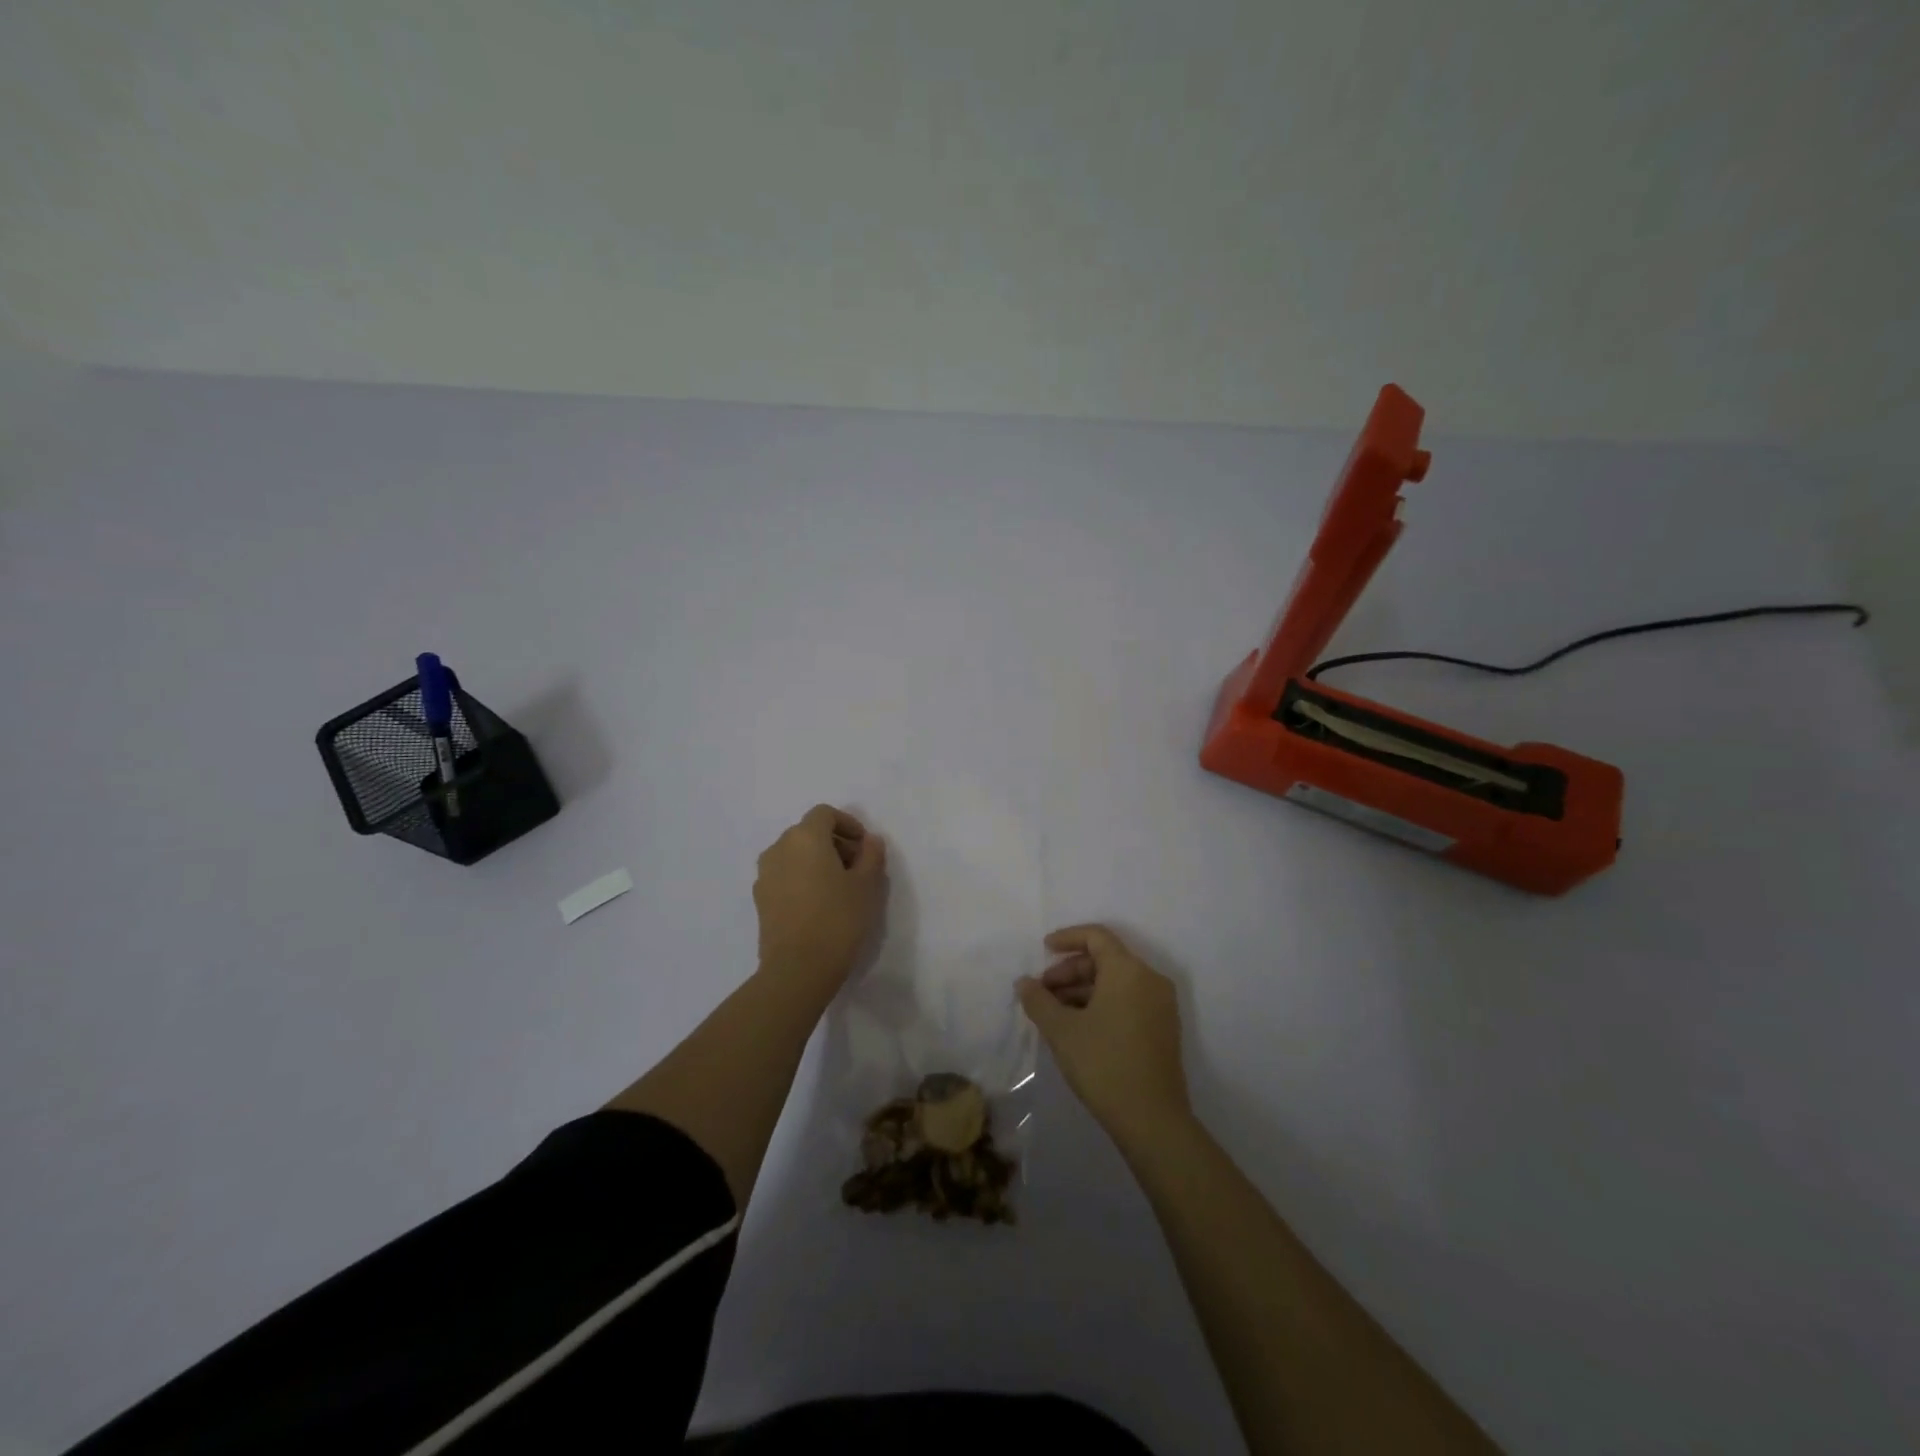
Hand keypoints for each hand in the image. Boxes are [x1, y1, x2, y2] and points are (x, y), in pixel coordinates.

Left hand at [753, 805, 886, 984]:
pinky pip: (784, 875)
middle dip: (834, 843)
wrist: (798, 968)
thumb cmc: (838, 919)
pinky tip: (818, 905)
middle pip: (808, 832)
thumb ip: (871, 855)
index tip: (865, 847)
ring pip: (794, 854)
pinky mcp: (759, 899)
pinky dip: (801, 878)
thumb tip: (869, 841)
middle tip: (857, 868)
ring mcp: (765, 874)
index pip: (825, 814)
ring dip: (816, 861)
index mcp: (805, 837)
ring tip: (838, 888)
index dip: (848, 824)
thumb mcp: (867, 885)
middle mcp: (779, 848)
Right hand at [1018, 924, 1190, 1141]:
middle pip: (1106, 959)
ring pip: (1116, 982)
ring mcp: (1161, 1006)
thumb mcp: (1062, 1030)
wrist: (1152, 1120)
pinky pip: (1128, 1000)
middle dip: (1070, 970)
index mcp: (1129, 970)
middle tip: (1043, 992)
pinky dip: (1102, 1004)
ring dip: (1083, 990)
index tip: (1043, 950)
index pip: (1097, 936)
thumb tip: (1024, 983)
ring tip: (1055, 1013)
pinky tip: (1078, 1027)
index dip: (1067, 938)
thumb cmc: (1103, 1063)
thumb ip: (1038, 1000)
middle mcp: (1150, 980)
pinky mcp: (1163, 1029)